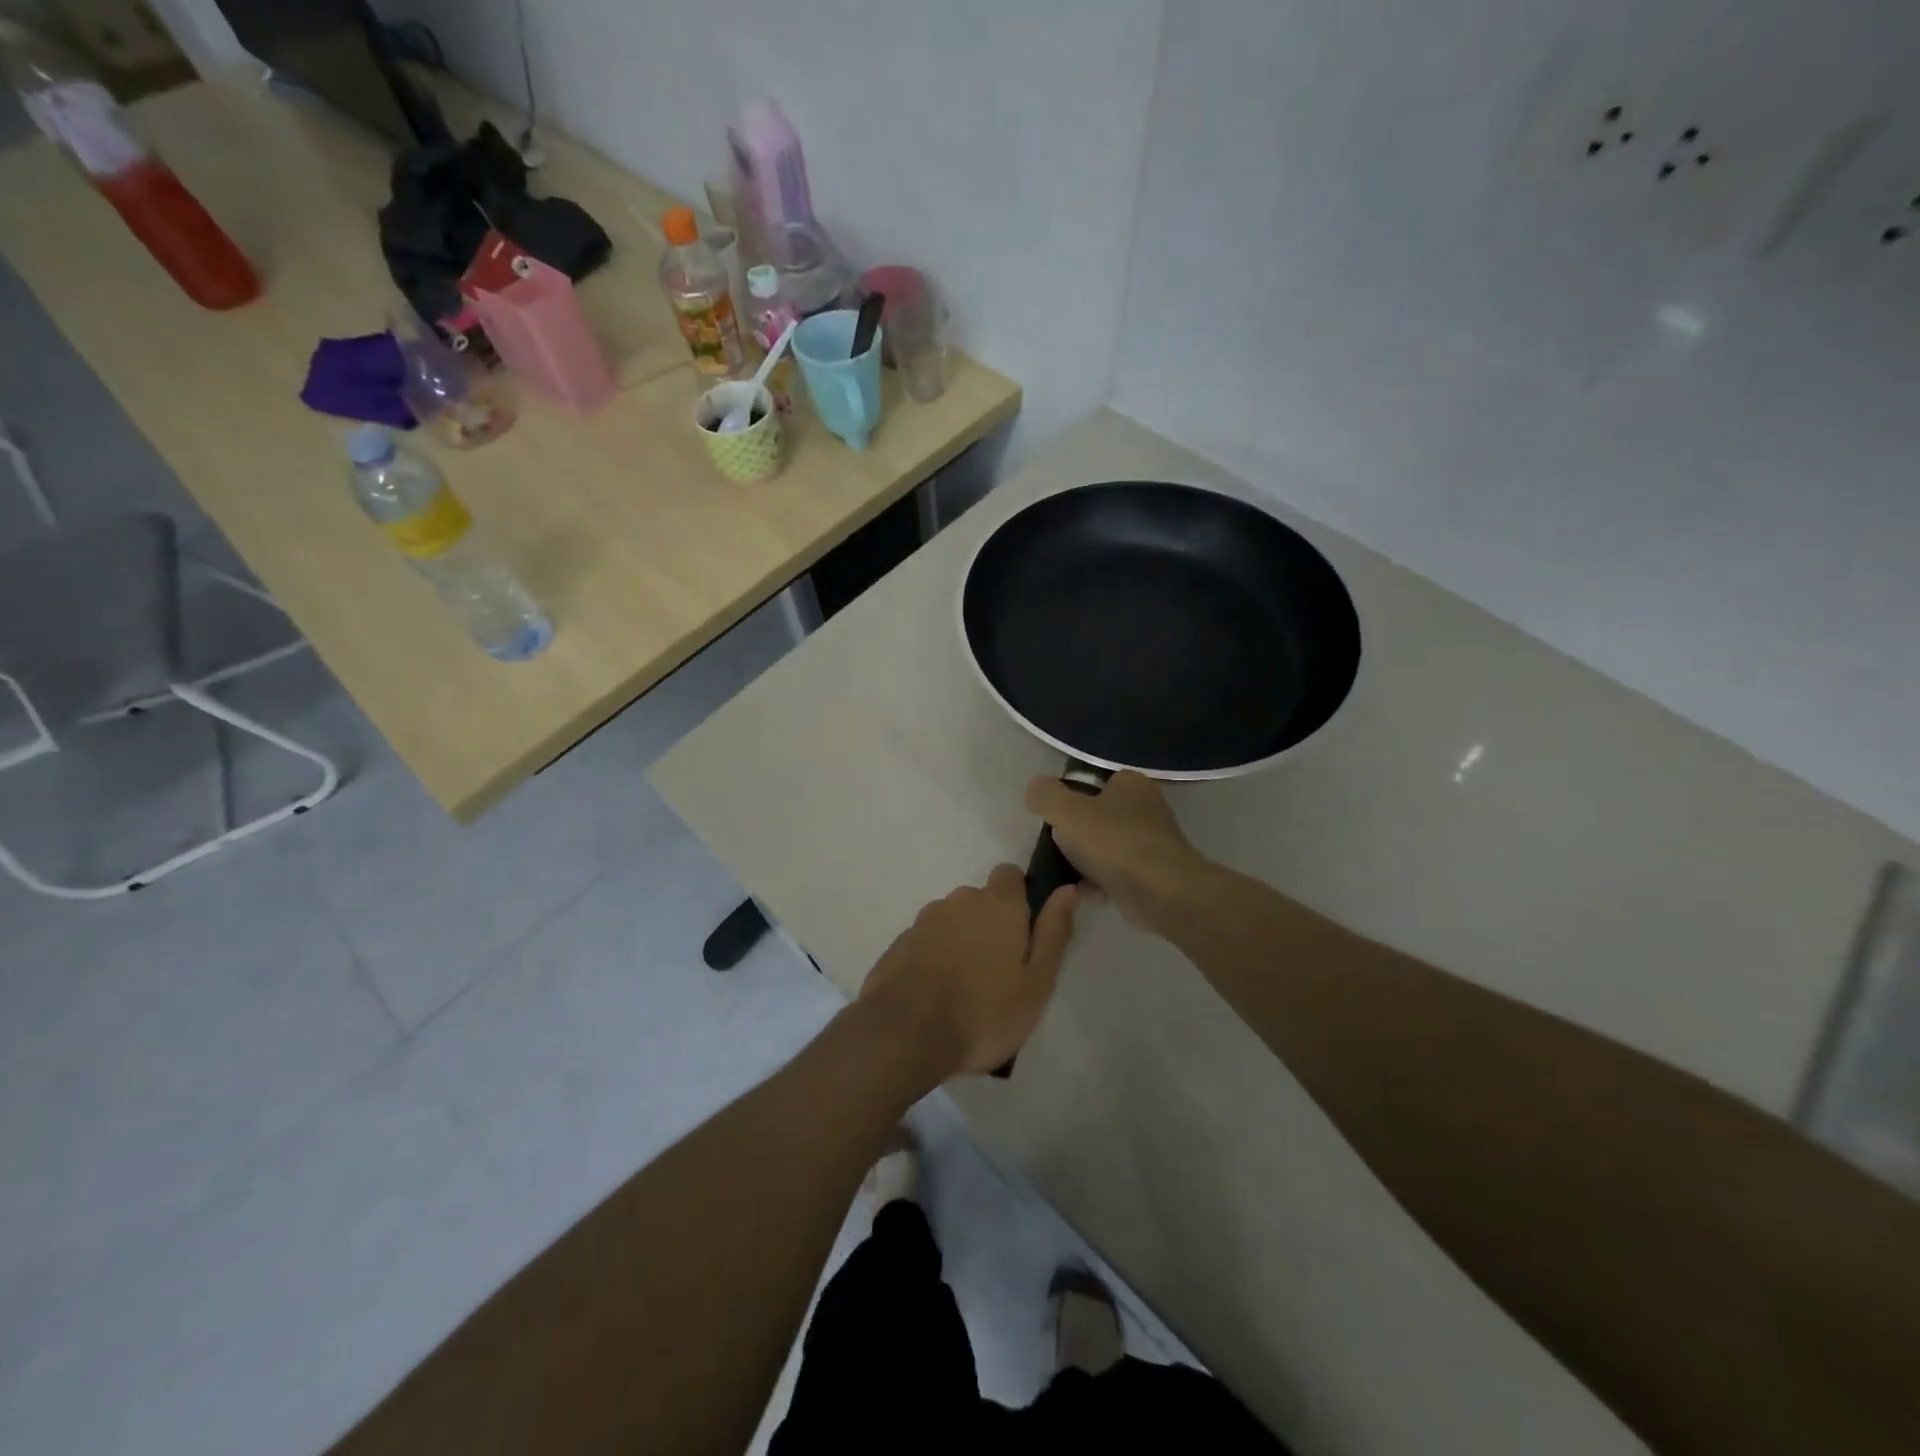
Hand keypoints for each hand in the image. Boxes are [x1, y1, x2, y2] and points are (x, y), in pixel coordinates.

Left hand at [858, 865, 1079, 1076]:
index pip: (1010, 875)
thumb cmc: (984, 1012)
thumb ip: (1053, 932)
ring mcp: (924, 921)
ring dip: (961, 942)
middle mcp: (959, 901)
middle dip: (990, 925)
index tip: (1024, 932)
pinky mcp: (899, 944)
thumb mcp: (1036, 982)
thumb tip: (1068, 890)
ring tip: (965, 989)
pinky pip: (926, 942)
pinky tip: (936, 994)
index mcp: (998, 905)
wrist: (905, 1033)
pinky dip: (934, 958)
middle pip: (980, 901)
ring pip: (952, 922)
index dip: (1019, 897)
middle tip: (998, 972)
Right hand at [1025, 771, 1208, 933]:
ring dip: (1086, 861)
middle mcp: (1147, 809)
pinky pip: (1117, 875)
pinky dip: (1099, 883)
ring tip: (1066, 873)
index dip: (1073, 797)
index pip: (1097, 782)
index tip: (1055, 817)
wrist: (1159, 892)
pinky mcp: (1153, 876)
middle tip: (1058, 846)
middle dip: (1078, 833)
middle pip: (1100, 817)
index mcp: (1132, 784)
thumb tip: (1036, 789)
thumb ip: (1045, 795)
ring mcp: (1152, 844)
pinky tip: (1083, 893)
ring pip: (1108, 848)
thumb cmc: (1113, 841)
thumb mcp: (1065, 810)